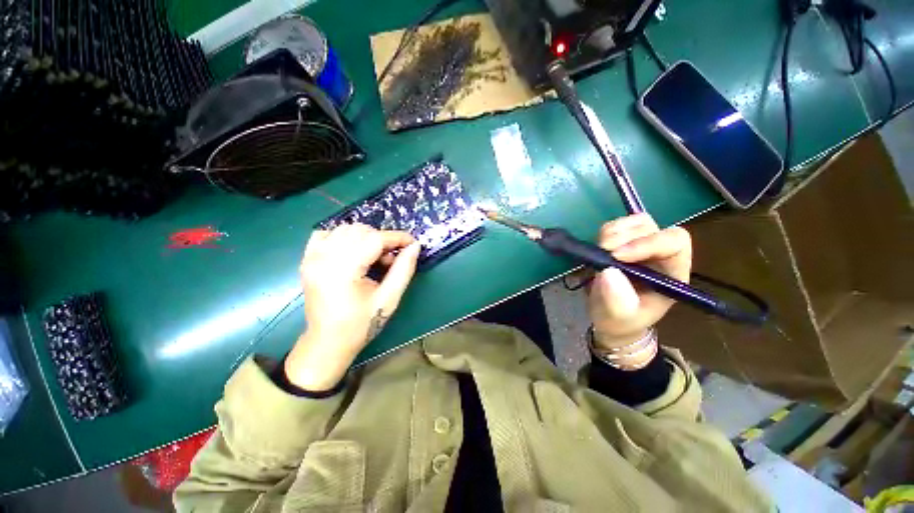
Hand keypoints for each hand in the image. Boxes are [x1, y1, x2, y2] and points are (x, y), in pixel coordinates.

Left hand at [286, 224, 421, 390]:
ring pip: (345, 229)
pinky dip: (344, 237)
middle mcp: (323, 257)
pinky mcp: (307, 259)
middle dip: (382, 240)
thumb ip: (404, 269)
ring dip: (366, 238)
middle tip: (391, 260)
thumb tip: (414, 246)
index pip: (374, 239)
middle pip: (360, 230)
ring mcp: (312, 257)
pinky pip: (327, 234)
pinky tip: (353, 252)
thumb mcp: (389, 299)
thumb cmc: (361, 325)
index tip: (413, 243)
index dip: (397, 238)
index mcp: (343, 270)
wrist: (327, 342)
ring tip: (374, 258)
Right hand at [586, 213, 691, 350]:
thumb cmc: (621, 321)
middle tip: (603, 250)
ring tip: (600, 249)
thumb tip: (608, 272)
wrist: (609, 317)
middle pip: (652, 227)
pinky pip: (617, 226)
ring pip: (635, 222)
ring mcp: (639, 246)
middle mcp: (659, 254)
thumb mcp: (619, 317)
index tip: (617, 256)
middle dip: (626, 236)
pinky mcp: (621, 243)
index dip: (648, 243)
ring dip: (615, 231)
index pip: (674, 243)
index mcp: (671, 272)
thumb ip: (618, 301)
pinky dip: (606, 231)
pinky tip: (598, 247)